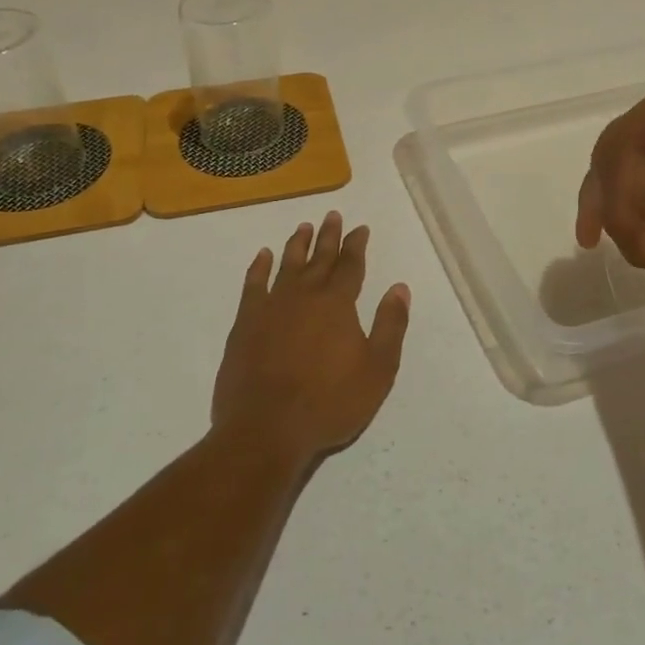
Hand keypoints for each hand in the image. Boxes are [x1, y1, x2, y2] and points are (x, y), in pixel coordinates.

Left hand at [213, 212, 411, 463]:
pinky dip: (259, 268)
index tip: (359, 228)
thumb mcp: (377, 370)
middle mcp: (304, 295)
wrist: (265, 429)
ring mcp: (271, 307)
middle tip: (332, 215)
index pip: (350, 265)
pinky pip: (253, 285)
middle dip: (328, 236)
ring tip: (303, 227)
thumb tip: (399, 288)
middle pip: (319, 258)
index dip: (356, 245)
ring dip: (297, 245)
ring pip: (287, 265)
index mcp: (337, 303)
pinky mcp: (245, 323)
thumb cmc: (329, 403)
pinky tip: (263, 256)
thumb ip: (390, 326)